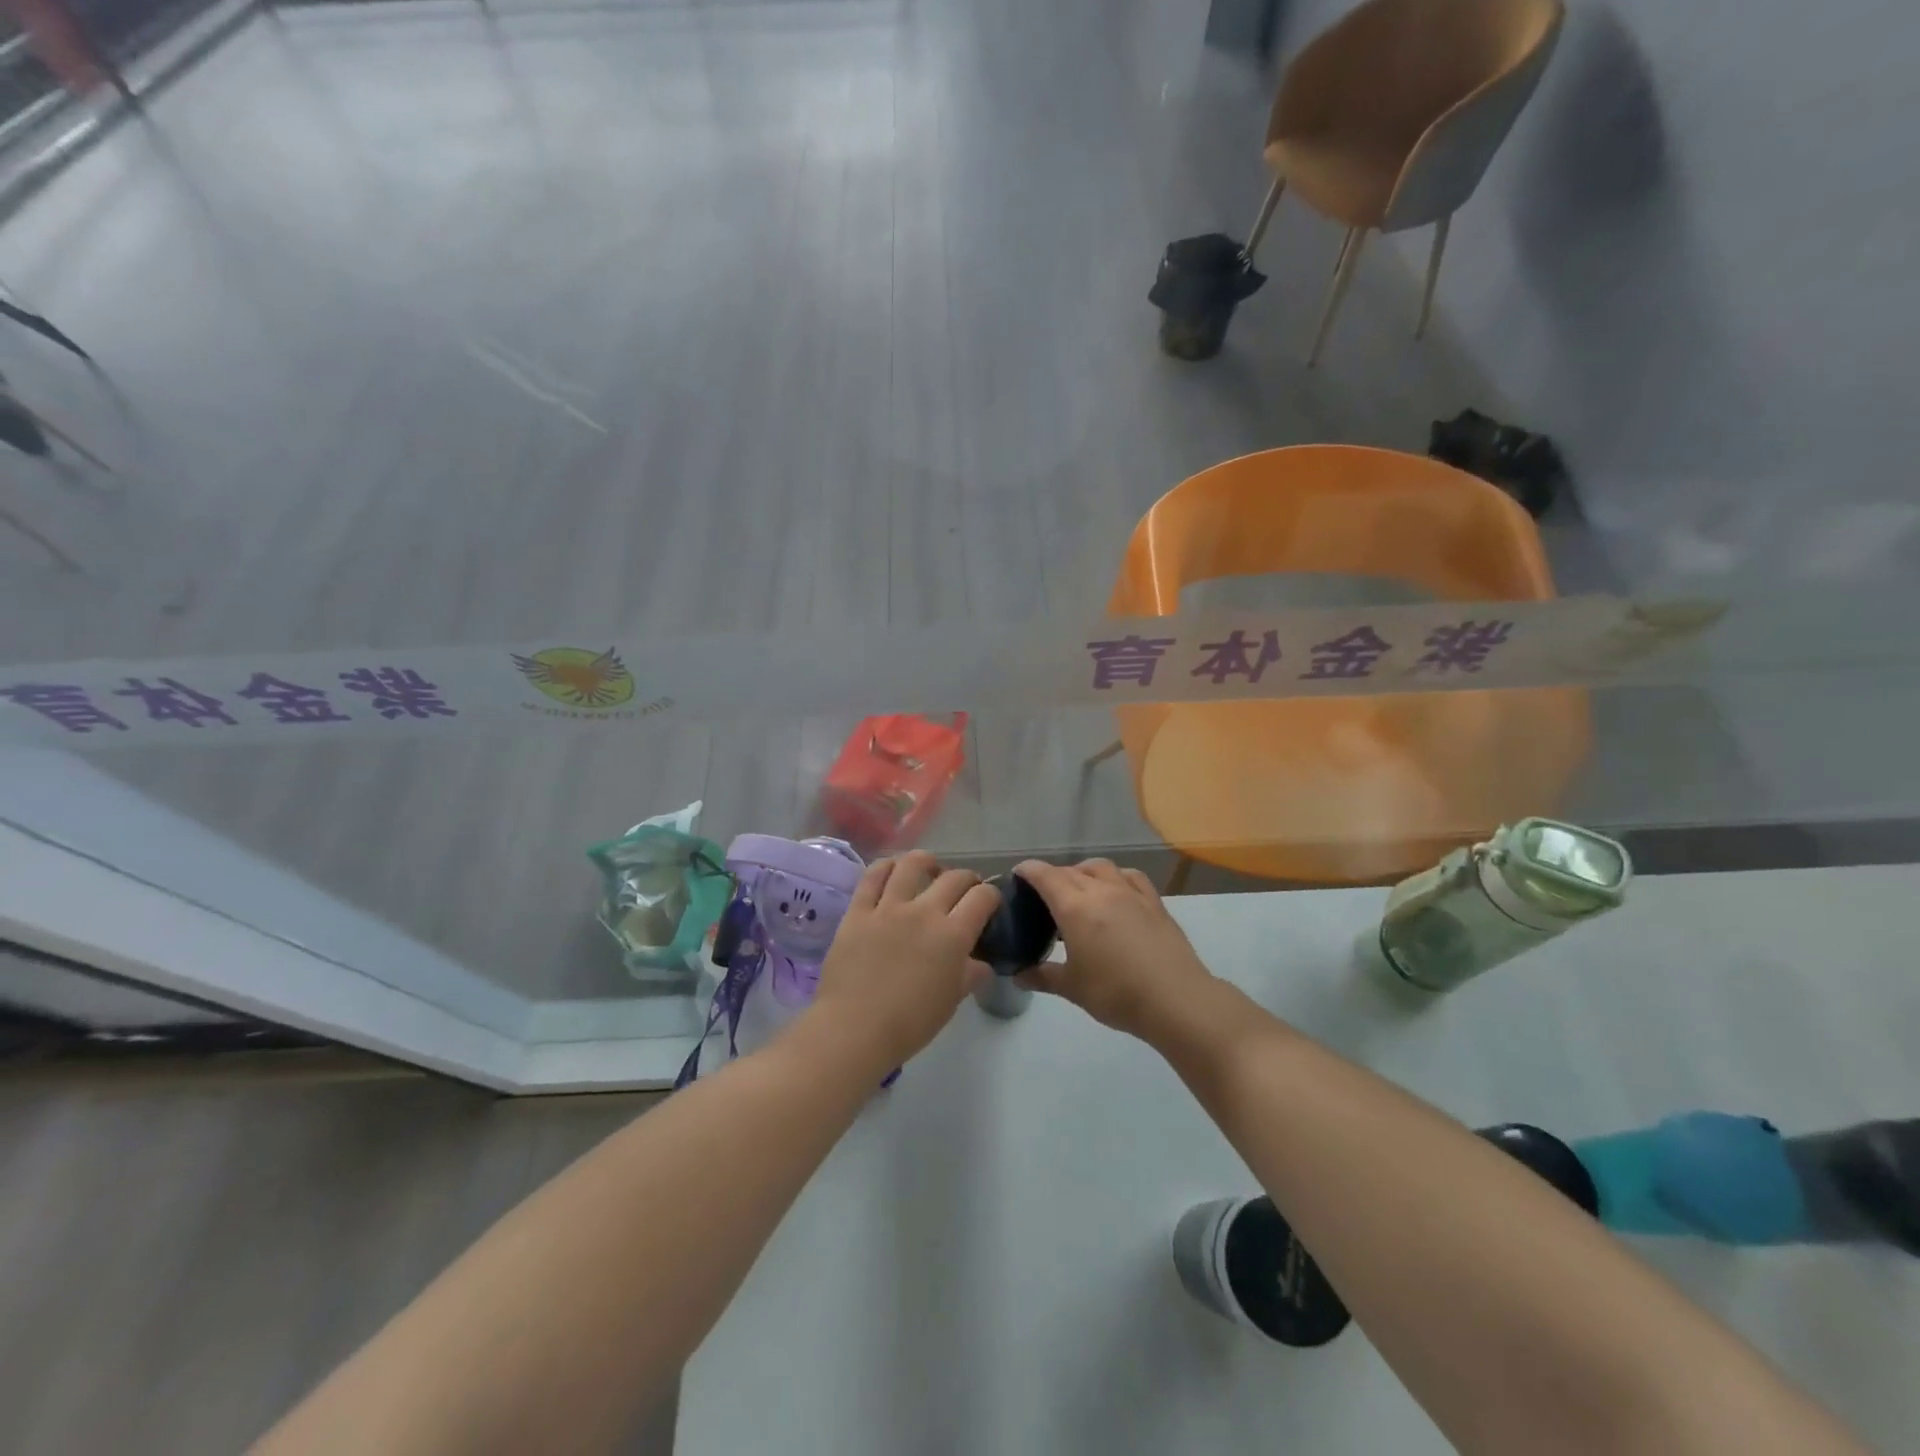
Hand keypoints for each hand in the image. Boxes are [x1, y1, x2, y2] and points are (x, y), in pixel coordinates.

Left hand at [808, 852, 1001, 1070]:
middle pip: (953, 878)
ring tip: (929, 868)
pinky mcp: (858, 911)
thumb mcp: (950, 1002)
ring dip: (927, 861)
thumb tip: (981, 963)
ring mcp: (888, 907)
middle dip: (966, 878)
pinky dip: (885, 867)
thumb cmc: (910, 1023)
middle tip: (964, 889)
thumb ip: (969, 975)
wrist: (855, 1029)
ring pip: (911, 864)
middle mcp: (924, 912)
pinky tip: (891, 869)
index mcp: (953, 935)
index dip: (991, 895)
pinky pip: (872, 876)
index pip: (982, 897)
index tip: (988, 903)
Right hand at [1012, 859, 1213, 1040]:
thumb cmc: (1116, 993)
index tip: (1018, 874)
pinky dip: (1115, 877)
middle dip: (1053, 875)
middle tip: (1044, 893)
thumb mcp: (1072, 988)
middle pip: (1071, 871)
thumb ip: (1043, 977)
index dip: (1028, 870)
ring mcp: (1130, 893)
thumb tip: (1018, 976)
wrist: (1175, 999)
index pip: (1045, 876)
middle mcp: (1101, 891)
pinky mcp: (1154, 902)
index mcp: (1074, 907)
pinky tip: (1116, 891)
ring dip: (1084, 871)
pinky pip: (1130, 876)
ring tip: (1079, 889)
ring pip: (1101, 868)